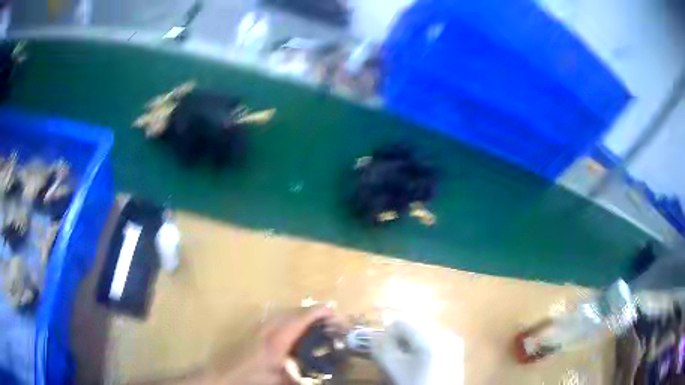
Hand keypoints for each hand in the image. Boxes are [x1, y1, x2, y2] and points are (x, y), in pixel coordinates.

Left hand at [205, 305, 336, 384]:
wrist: (222, 375)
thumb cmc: (249, 378)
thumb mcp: (276, 381)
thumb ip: (296, 376)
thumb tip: (316, 378)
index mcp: (276, 341)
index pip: (298, 320)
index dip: (315, 312)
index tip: (331, 308)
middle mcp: (267, 329)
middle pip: (291, 312)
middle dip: (310, 311)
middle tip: (327, 317)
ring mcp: (257, 328)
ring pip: (281, 313)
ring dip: (298, 314)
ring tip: (312, 321)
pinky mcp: (251, 330)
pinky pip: (273, 318)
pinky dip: (286, 318)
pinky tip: (289, 329)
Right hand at [371, 318, 463, 384]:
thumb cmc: (414, 384)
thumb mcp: (392, 368)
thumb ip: (380, 347)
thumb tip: (376, 334)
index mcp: (431, 335)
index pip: (401, 321)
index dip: (388, 335)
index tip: (385, 352)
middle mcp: (445, 332)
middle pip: (415, 325)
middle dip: (401, 339)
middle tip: (395, 358)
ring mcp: (454, 341)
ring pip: (424, 333)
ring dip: (412, 343)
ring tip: (408, 363)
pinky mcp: (457, 350)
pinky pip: (435, 340)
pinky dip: (423, 348)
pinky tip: (420, 365)